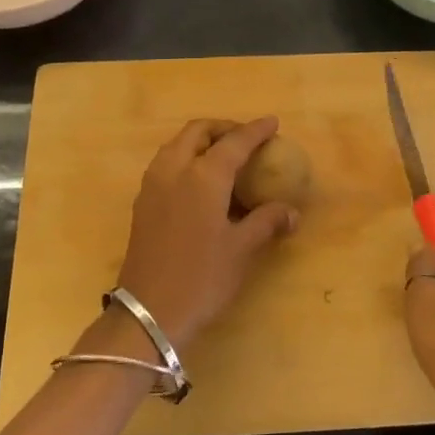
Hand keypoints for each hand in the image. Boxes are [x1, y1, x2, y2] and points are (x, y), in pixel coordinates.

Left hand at [112, 117, 299, 349]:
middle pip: (198, 132)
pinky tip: (200, 182)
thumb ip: (266, 222)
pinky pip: (166, 164)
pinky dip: (186, 158)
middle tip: (245, 138)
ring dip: (201, 141)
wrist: (149, 312)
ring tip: (224, 156)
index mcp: (203, 176)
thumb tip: (292, 212)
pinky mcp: (142, 202)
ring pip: (177, 145)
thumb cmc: (202, 278)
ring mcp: (153, 185)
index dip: (255, 130)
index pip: (234, 142)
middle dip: (223, 128)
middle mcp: (174, 170)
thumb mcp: (241, 249)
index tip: (272, 123)